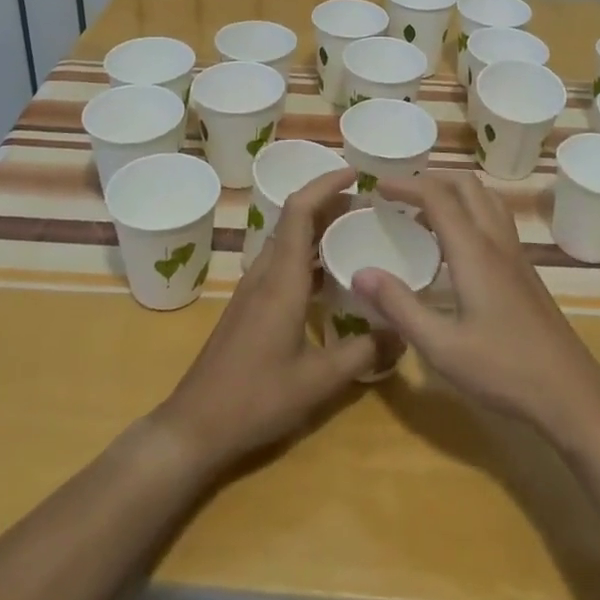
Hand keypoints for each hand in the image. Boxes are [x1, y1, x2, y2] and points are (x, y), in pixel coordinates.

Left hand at [154, 167, 391, 472]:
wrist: (195, 426)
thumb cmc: (256, 398)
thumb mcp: (319, 380)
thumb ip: (364, 352)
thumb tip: (403, 331)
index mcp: (281, 279)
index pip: (299, 211)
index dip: (325, 184)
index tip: (356, 173)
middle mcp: (265, 274)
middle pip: (294, 220)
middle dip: (330, 203)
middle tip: (370, 205)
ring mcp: (253, 290)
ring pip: (288, 242)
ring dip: (319, 229)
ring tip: (358, 233)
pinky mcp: (249, 306)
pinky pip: (282, 264)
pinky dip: (309, 256)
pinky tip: (333, 278)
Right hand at [354, 173, 599, 444]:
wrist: (571, 392)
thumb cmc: (504, 369)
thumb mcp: (441, 346)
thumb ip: (400, 306)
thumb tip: (359, 273)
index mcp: (474, 251)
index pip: (438, 197)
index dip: (406, 184)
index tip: (376, 186)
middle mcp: (496, 242)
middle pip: (466, 186)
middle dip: (431, 180)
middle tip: (398, 195)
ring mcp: (516, 255)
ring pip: (486, 199)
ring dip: (454, 193)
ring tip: (424, 213)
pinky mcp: (525, 271)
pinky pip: (495, 220)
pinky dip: (470, 212)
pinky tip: (455, 246)